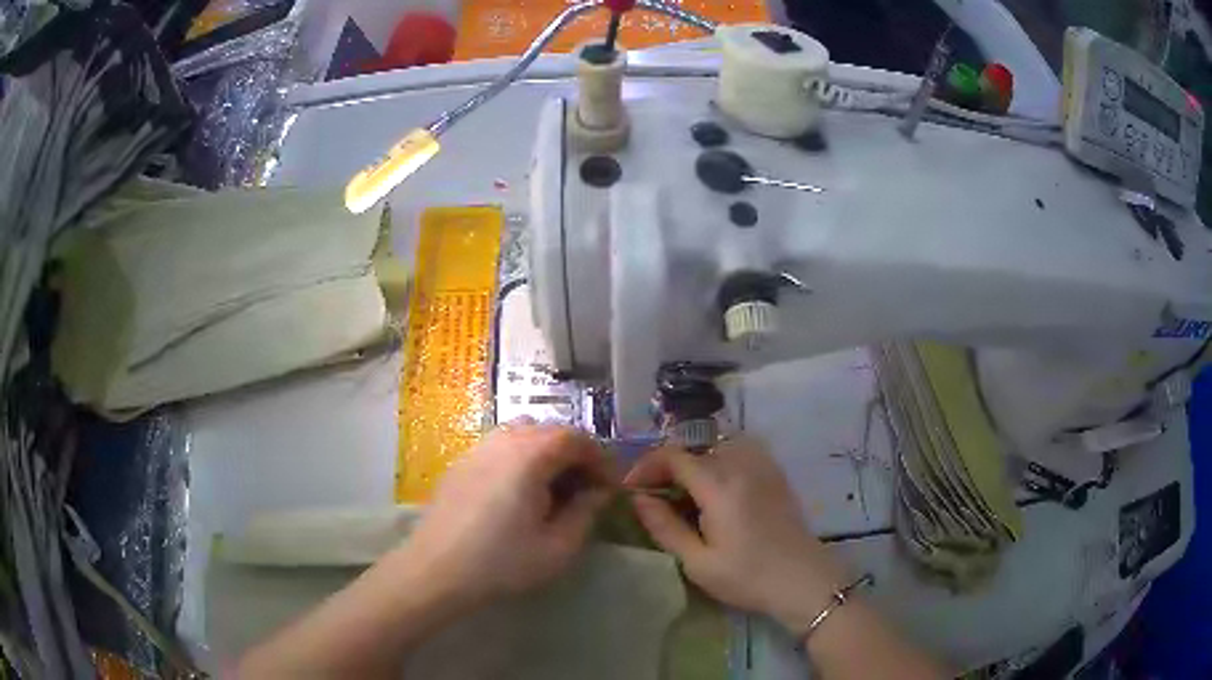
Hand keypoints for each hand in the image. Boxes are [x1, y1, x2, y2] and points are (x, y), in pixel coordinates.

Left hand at [401, 419, 614, 608]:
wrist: (436, 570)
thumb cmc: (502, 562)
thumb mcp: (558, 547)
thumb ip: (586, 513)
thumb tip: (598, 492)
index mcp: (530, 455)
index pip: (577, 438)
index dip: (601, 459)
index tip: (610, 487)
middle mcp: (504, 440)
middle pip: (551, 431)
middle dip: (576, 456)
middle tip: (586, 489)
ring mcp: (478, 448)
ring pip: (524, 435)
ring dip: (548, 455)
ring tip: (554, 490)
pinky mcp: (461, 462)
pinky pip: (501, 447)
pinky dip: (522, 459)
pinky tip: (519, 493)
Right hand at [625, 436, 845, 631]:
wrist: (803, 580)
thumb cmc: (747, 577)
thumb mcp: (697, 562)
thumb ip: (665, 527)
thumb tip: (638, 499)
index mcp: (719, 485)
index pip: (673, 456)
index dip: (646, 467)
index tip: (632, 490)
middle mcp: (741, 465)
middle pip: (694, 449)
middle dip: (667, 467)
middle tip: (655, 497)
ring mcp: (763, 466)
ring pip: (717, 447)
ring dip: (694, 463)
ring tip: (684, 492)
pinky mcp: (775, 474)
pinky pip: (740, 452)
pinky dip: (719, 461)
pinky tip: (717, 489)